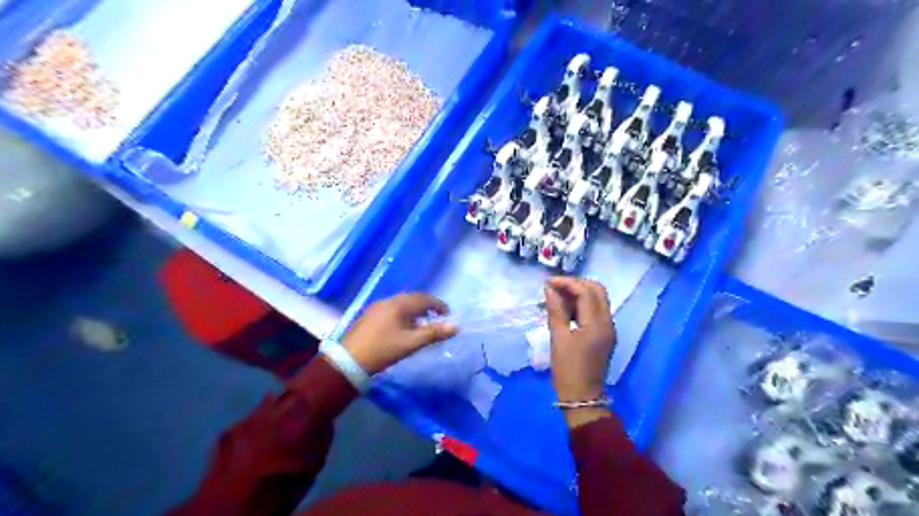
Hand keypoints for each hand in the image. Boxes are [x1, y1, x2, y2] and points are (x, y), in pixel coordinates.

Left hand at [341, 294, 458, 373]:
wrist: (348, 360)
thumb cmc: (383, 350)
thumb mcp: (411, 343)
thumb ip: (434, 333)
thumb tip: (456, 327)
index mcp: (399, 304)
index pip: (424, 299)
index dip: (438, 305)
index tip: (448, 314)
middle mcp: (388, 301)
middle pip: (412, 298)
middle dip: (427, 306)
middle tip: (436, 317)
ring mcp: (377, 307)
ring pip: (401, 303)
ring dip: (414, 310)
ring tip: (421, 324)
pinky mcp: (369, 315)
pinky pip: (392, 309)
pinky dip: (403, 314)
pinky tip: (403, 327)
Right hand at [541, 277, 612, 427]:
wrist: (582, 397)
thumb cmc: (567, 369)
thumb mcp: (558, 338)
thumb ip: (556, 311)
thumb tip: (550, 289)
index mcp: (597, 324)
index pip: (586, 292)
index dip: (567, 283)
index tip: (548, 283)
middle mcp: (607, 322)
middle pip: (597, 290)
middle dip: (576, 284)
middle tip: (555, 288)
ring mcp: (608, 328)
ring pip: (598, 299)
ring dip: (579, 293)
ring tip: (557, 298)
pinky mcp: (605, 334)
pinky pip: (596, 311)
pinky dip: (582, 304)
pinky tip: (566, 310)